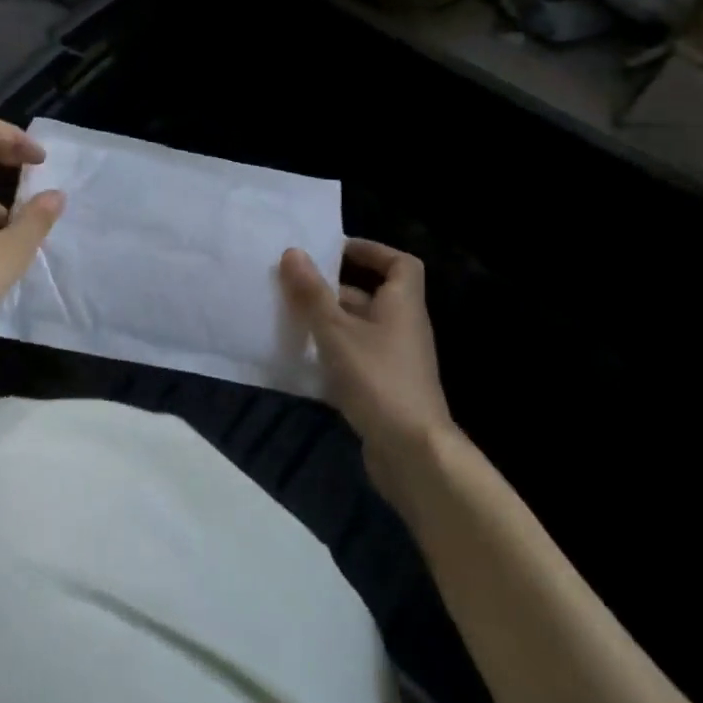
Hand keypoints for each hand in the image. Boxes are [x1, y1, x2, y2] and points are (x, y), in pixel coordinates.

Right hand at [280, 239, 451, 500]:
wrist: (413, 453)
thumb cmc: (377, 379)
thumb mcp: (336, 331)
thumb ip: (313, 293)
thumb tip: (293, 252)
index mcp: (401, 305)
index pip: (400, 264)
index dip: (371, 251)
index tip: (334, 250)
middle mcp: (403, 327)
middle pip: (371, 296)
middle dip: (333, 289)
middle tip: (294, 285)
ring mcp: (395, 360)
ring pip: (358, 328)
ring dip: (327, 322)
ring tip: (289, 318)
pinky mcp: (384, 388)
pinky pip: (355, 357)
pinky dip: (331, 353)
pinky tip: (301, 359)